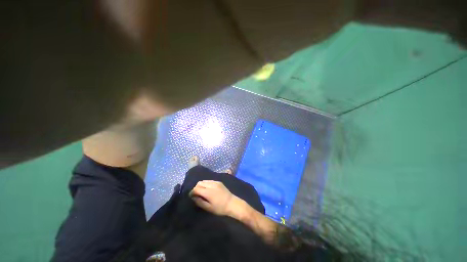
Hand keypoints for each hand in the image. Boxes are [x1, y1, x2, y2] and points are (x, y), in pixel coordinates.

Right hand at [189, 180, 236, 215]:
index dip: (192, 192)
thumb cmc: (220, 208)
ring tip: (202, 192)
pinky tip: (208, 189)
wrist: (232, 203)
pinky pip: (209, 181)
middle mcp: (211, 185)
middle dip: (196, 188)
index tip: (191, 196)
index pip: (196, 188)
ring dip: (201, 185)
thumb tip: (193, 197)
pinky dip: (206, 184)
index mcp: (208, 192)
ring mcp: (215, 182)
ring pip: (204, 181)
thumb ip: (200, 202)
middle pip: (199, 183)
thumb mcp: (208, 208)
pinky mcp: (219, 182)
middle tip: (196, 194)